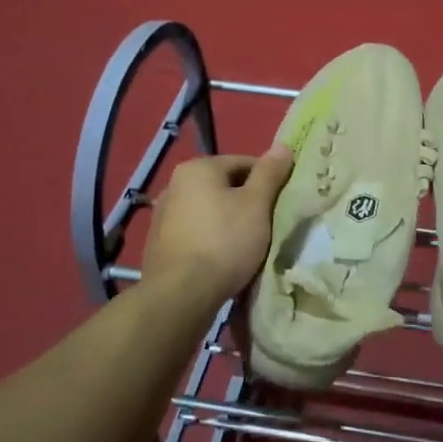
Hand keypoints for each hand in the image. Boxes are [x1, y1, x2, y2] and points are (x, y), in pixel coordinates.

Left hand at [142, 145, 293, 301]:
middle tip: (267, 225)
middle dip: (247, 202)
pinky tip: (223, 259)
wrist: (180, 296)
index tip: (281, 203)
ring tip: (247, 245)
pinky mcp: (159, 245)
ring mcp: (163, 216)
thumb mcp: (257, 204)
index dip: (268, 180)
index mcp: (197, 168)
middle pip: (224, 186)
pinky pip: (196, 233)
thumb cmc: (224, 241)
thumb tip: (283, 145)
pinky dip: (211, 240)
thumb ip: (270, 173)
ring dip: (229, 222)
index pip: (244, 163)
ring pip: (209, 211)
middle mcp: (174, 185)